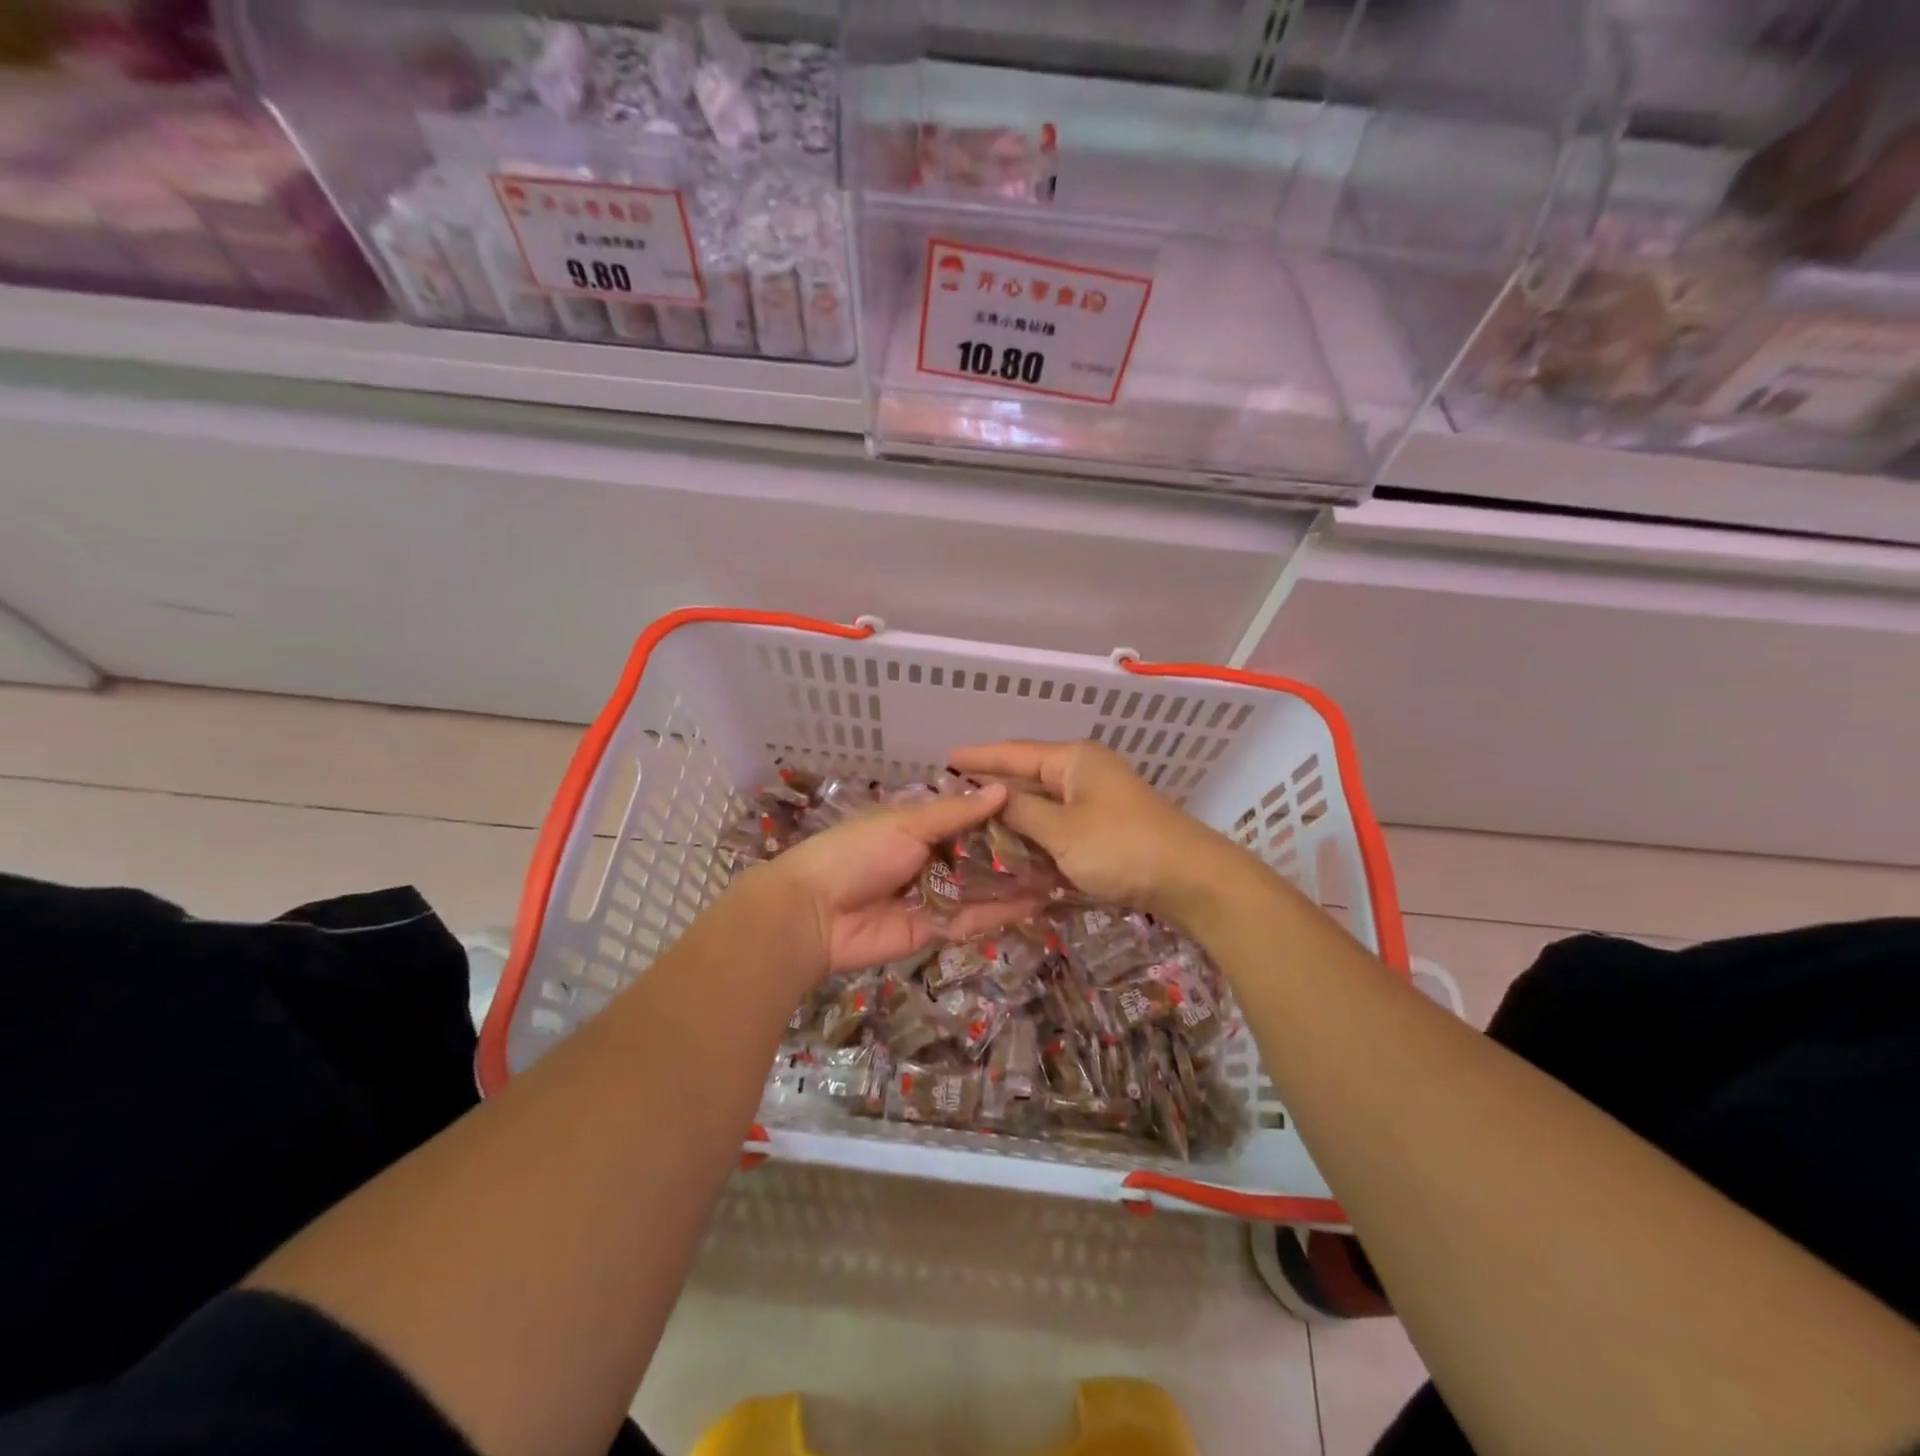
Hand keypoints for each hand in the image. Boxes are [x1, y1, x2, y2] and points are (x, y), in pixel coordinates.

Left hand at [764, 783, 1038, 979]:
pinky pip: (973, 917)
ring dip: (1015, 882)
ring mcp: (935, 894)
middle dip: (1015, 852)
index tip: (1042, 809)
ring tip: (1060, 874)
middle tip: (1062, 847)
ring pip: (982, 887)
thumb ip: (956, 813)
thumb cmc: (857, 853)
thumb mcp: (907, 823)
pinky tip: (1036, 902)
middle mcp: (931, 857)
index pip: (969, 817)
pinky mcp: (936, 929)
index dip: (1002, 815)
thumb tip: (1002, 789)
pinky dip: (1001, 911)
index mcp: (919, 825)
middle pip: (980, 854)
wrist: (813, 913)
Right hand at [948, 739, 1236, 919]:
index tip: (945, 760)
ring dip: (1012, 815)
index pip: (1014, 752)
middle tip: (950, 798)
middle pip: (1027, 776)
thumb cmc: (1121, 847)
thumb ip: (1020, 812)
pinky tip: (1011, 847)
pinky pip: (1058, 825)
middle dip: (992, 788)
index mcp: (1073, 760)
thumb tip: (987, 796)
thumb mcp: (1062, 831)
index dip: (978, 757)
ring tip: (971, 824)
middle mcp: (1083, 772)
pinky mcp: (1105, 828)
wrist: (1190, 880)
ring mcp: (1097, 800)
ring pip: (1042, 804)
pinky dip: (1035, 834)